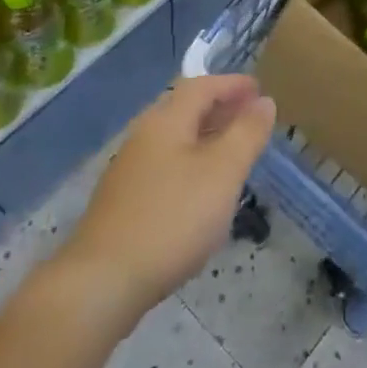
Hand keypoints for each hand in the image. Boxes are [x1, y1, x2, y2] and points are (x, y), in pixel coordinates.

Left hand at [57, 74, 275, 328]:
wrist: (102, 283)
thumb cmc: (172, 218)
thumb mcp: (223, 172)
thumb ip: (246, 133)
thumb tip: (264, 101)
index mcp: (166, 120)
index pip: (202, 86)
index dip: (232, 84)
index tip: (260, 90)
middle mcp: (143, 136)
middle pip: (185, 109)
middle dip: (219, 108)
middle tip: (250, 118)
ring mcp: (129, 170)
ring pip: (174, 139)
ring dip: (205, 137)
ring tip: (233, 153)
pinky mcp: (123, 202)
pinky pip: (165, 165)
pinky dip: (190, 163)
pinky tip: (201, 191)